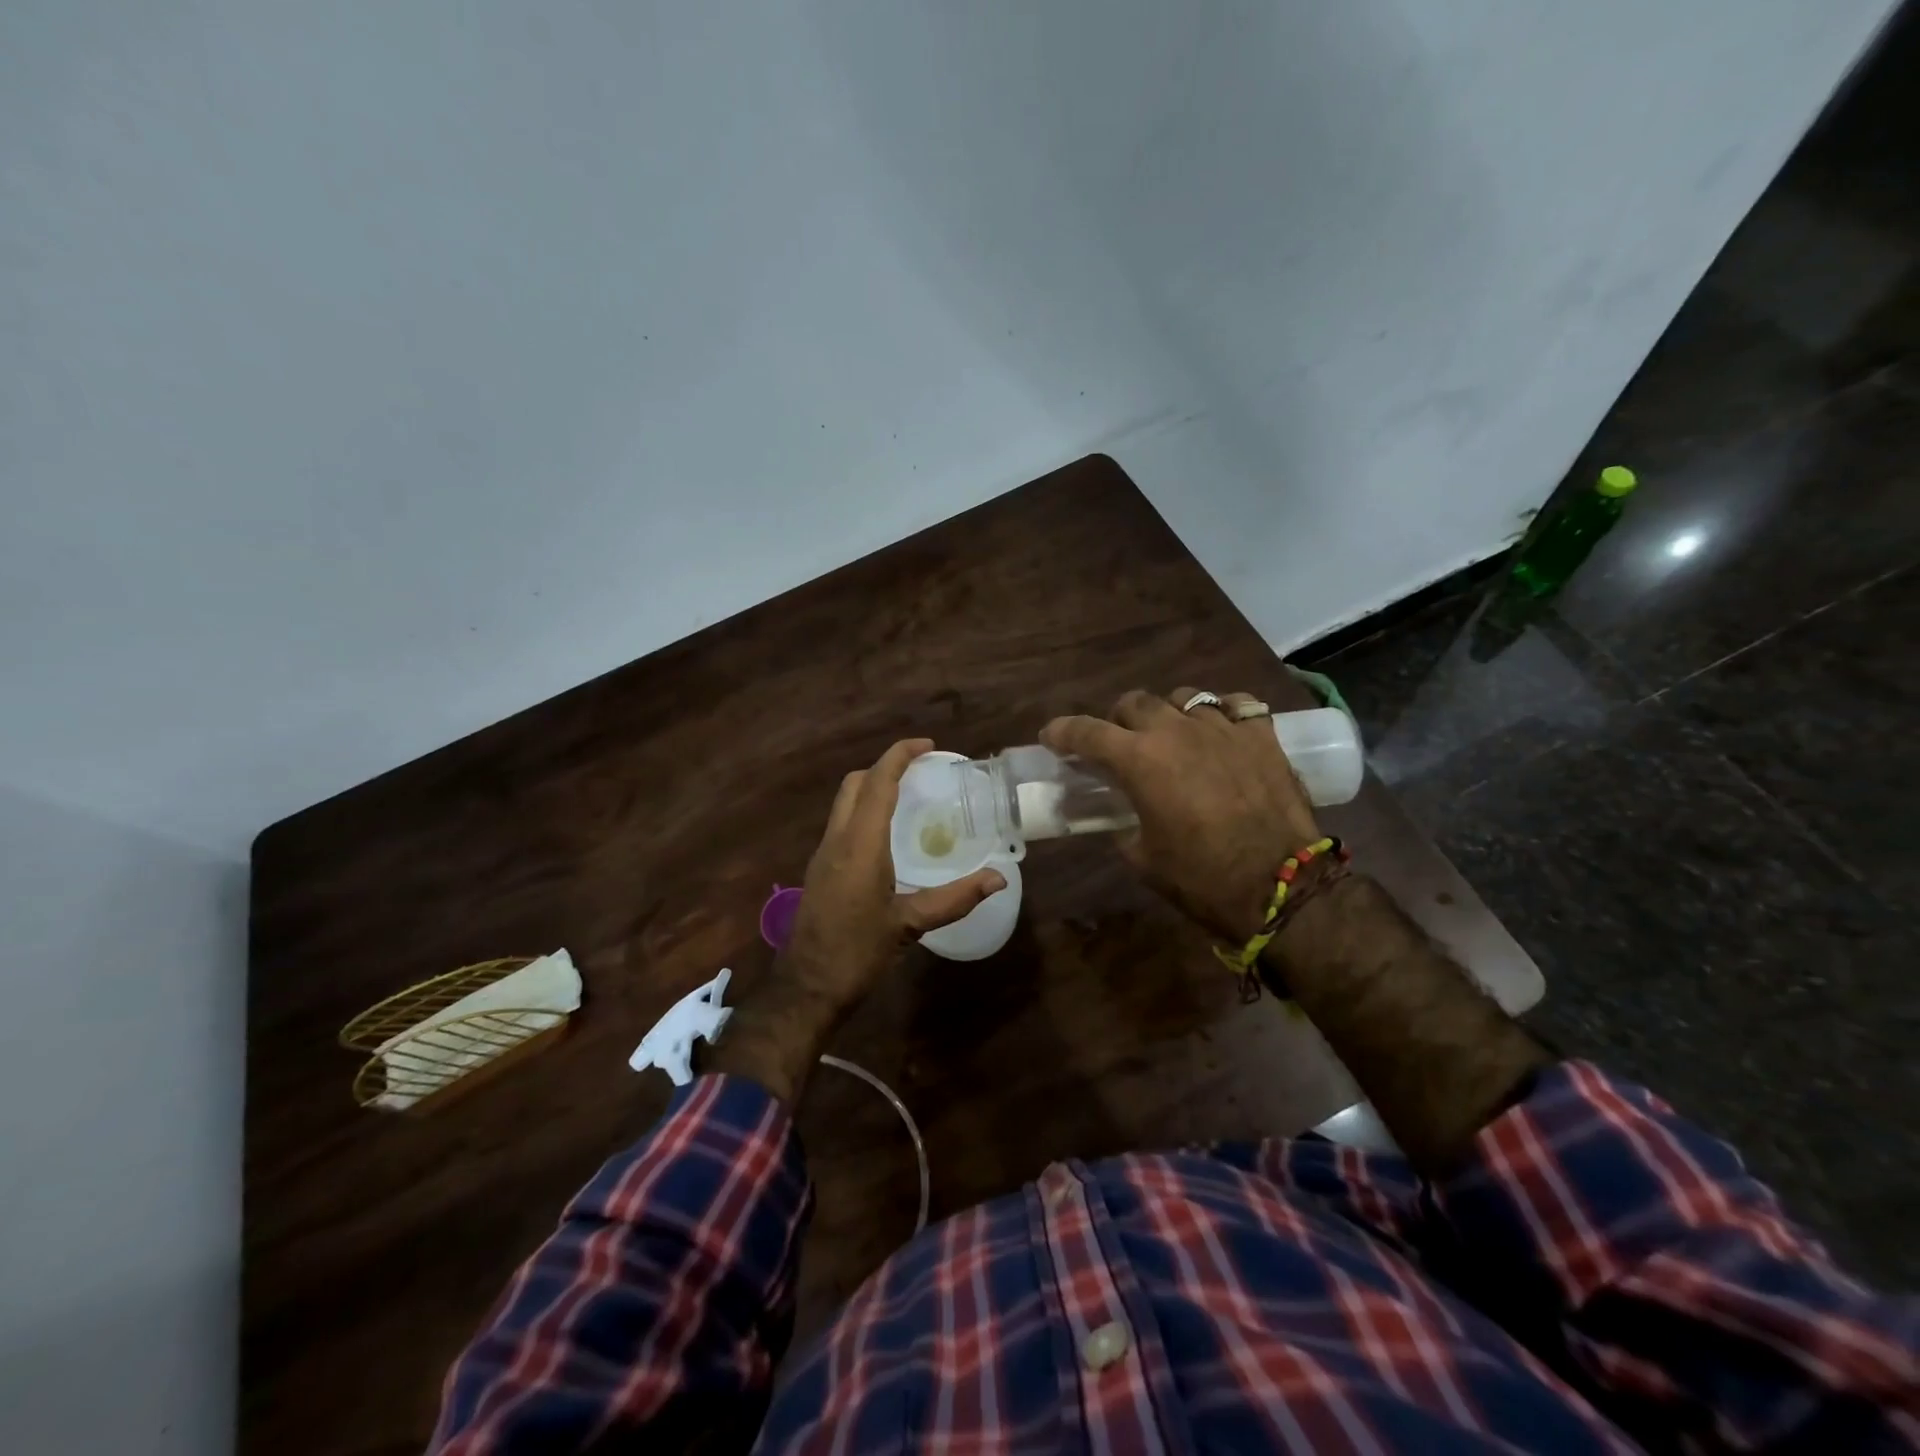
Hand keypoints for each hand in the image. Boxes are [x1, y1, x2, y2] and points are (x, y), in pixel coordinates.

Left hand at [711, 740, 1004, 1106]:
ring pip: (844, 802)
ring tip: (908, 797)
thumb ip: (954, 898)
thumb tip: (998, 878)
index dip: (900, 756)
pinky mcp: (819, 870)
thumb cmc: (857, 953)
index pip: (878, 782)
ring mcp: (823, 854)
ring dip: (872, 788)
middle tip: (920, 770)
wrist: (806, 988)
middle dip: (885, 767)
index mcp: (860, 844)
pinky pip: (841, 823)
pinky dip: (863, 811)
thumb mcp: (909, 925)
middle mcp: (837, 840)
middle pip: (855, 784)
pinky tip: (886, 835)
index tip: (927, 745)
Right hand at [1042, 689, 1320, 943]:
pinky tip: (1220, 729)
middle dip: (1117, 719)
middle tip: (1118, 743)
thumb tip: (1124, 819)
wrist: (1282, 887)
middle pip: (1134, 702)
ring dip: (1167, 713)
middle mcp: (1176, 731)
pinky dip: (1221, 712)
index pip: (1087, 732)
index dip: (1062, 731)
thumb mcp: (1143, 859)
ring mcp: (1223, 728)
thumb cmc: (1202, 879)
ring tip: (1172, 734)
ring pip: (1183, 697)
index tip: (1051, 736)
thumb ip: (1124, 828)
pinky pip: (1236, 705)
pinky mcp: (1262, 736)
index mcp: (1140, 760)